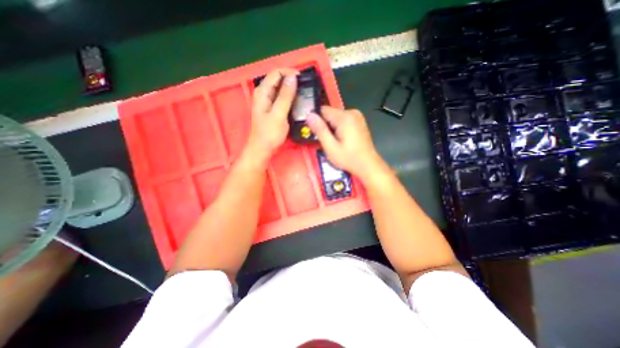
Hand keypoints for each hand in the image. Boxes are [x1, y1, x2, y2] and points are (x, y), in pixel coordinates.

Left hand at [246, 68, 298, 161]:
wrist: (263, 149)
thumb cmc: (269, 133)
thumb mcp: (279, 114)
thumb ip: (285, 96)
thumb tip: (293, 78)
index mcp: (262, 92)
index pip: (276, 73)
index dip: (289, 73)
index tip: (303, 79)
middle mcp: (264, 93)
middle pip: (278, 79)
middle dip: (292, 80)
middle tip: (305, 87)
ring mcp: (267, 101)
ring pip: (281, 88)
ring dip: (292, 89)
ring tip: (304, 93)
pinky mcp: (272, 108)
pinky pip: (282, 97)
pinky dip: (290, 97)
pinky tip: (297, 101)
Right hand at [305, 106, 382, 177]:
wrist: (368, 165)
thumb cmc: (348, 158)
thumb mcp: (330, 147)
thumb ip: (319, 130)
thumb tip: (309, 115)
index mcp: (344, 117)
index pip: (323, 110)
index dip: (317, 121)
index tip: (318, 134)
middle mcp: (352, 112)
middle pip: (330, 114)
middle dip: (326, 126)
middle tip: (328, 142)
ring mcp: (357, 116)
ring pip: (336, 118)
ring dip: (332, 128)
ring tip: (336, 142)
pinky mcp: (359, 121)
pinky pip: (344, 121)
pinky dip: (340, 129)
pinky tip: (343, 140)